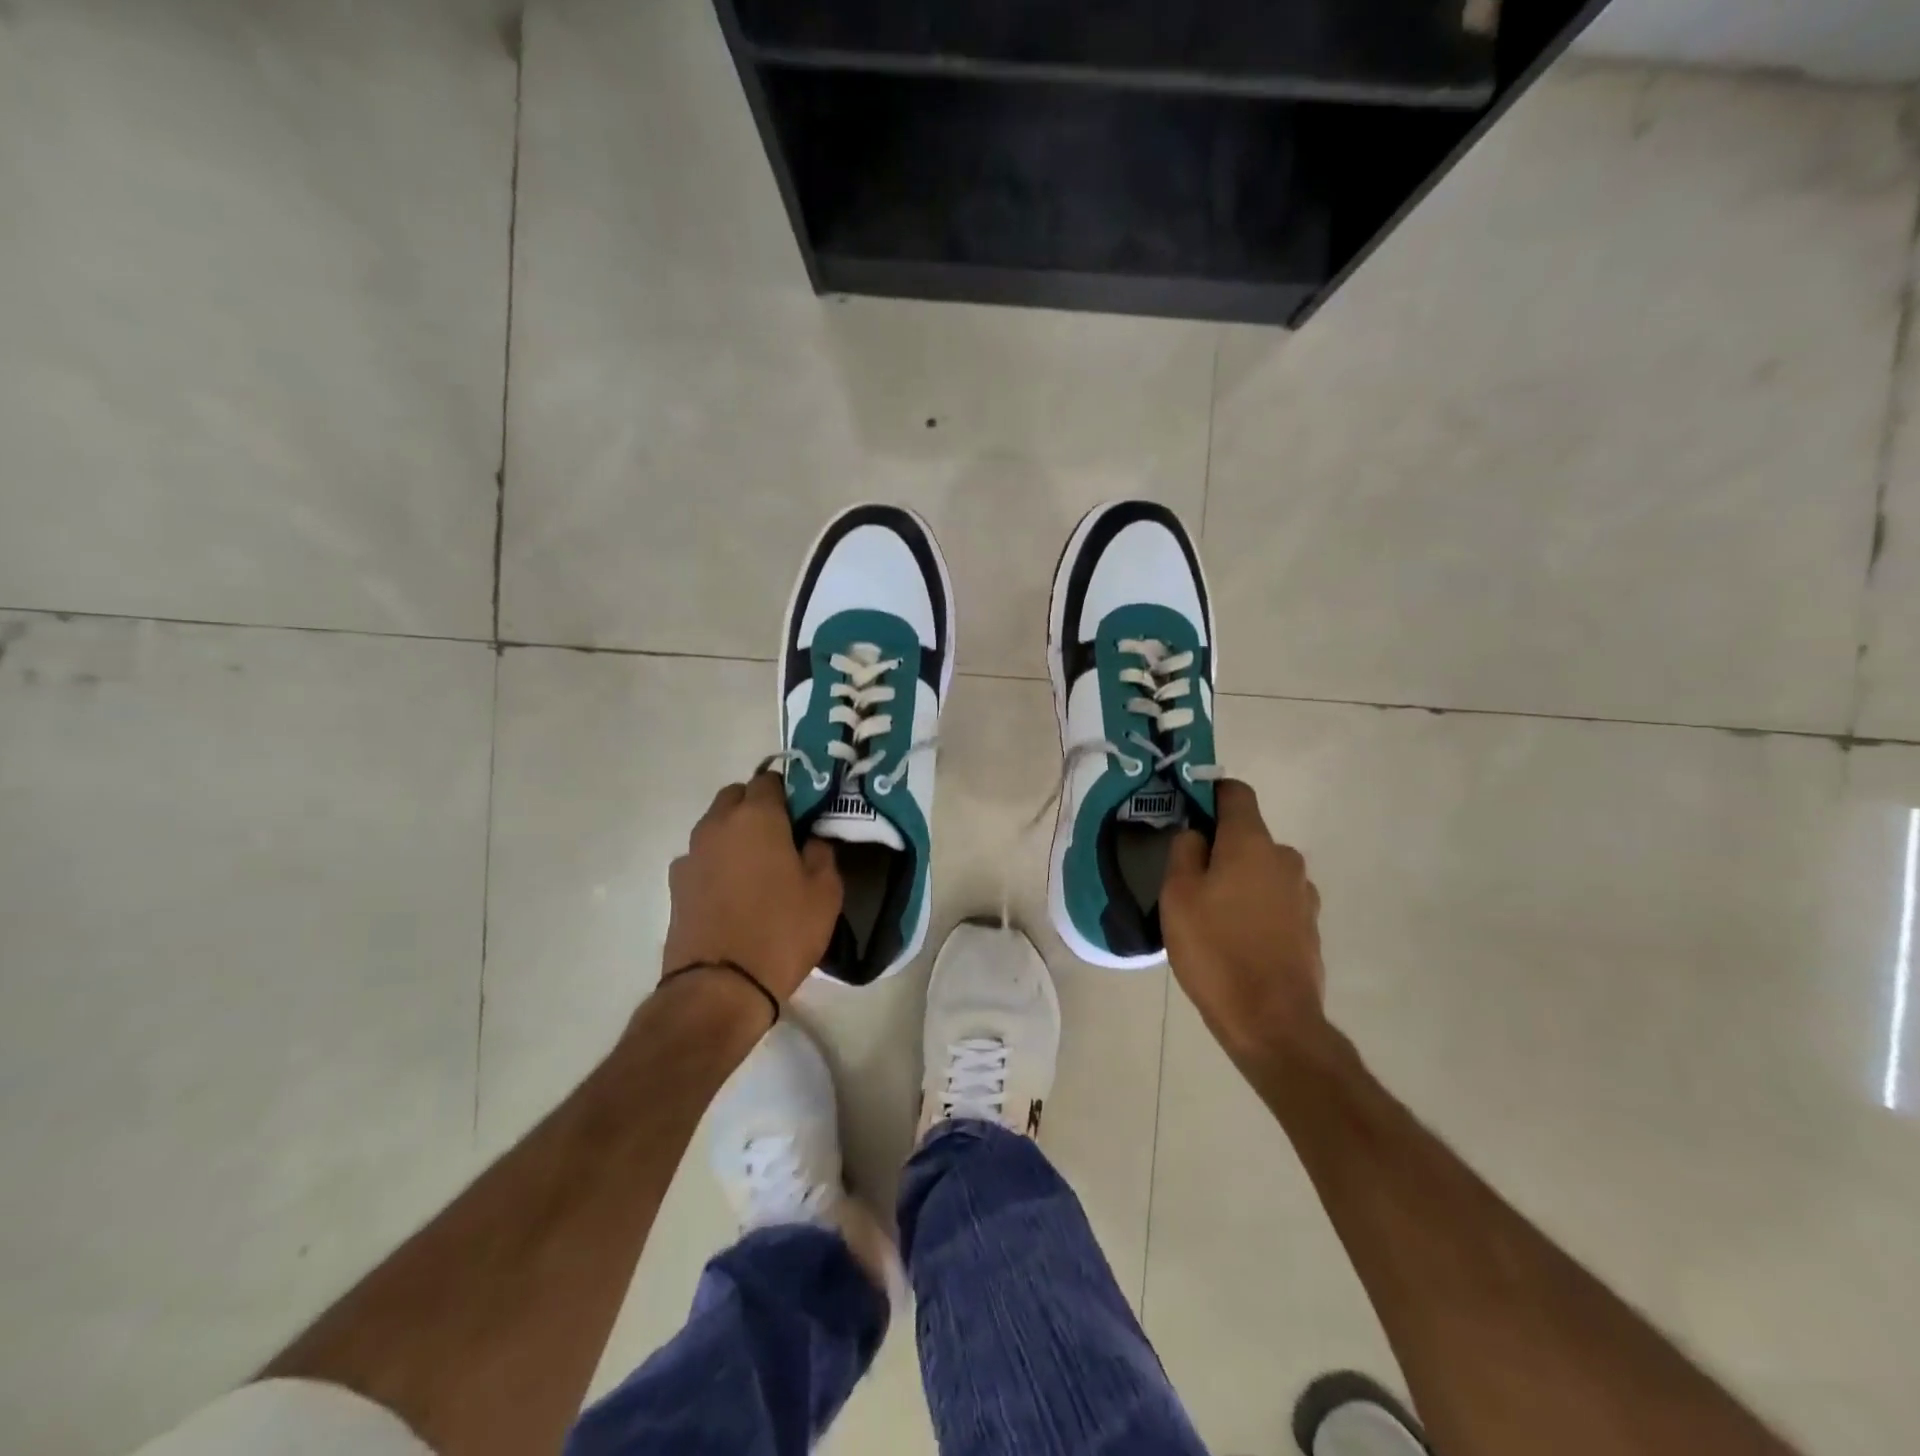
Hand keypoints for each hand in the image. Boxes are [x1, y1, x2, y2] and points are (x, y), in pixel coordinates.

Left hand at [662, 773, 842, 1002]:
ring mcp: (691, 854)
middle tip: (782, 837)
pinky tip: (732, 893)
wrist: (720, 988)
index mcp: (757, 816)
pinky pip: (701, 858)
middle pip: (736, 797)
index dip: (789, 793)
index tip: (804, 815)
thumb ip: (822, 853)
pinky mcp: (675, 884)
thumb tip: (811, 839)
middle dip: (757, 807)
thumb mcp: (825, 893)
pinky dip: (716, 863)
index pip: (770, 780)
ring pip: (716, 826)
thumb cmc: (781, 932)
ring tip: (757, 868)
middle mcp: (718, 824)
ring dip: (735, 835)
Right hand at [1162, 779, 1326, 1066]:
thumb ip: (1184, 851)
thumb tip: (1196, 834)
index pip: (1235, 793)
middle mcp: (1285, 859)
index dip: (1209, 792)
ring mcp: (1303, 894)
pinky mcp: (1310, 927)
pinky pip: (1274, 901)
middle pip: (1246, 836)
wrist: (1272, 1021)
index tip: (1187, 809)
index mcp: (1251, 843)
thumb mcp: (1178, 895)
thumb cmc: (1215, 949)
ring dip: (1238, 880)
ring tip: (1211, 917)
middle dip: (1219, 847)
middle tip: (1189, 879)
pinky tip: (1235, 940)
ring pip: (1260, 871)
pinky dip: (1255, 908)